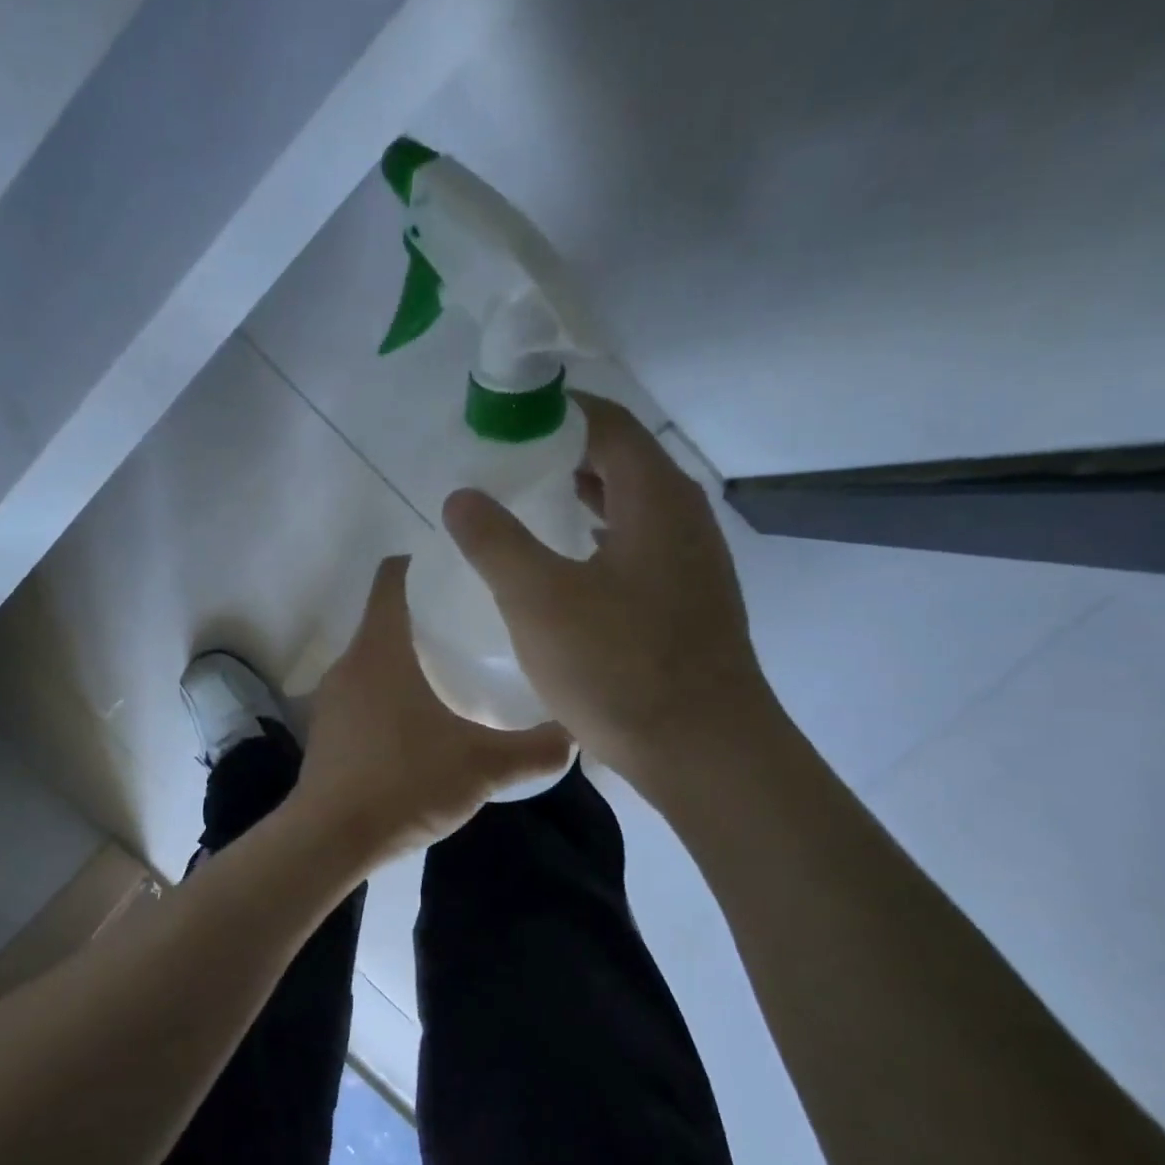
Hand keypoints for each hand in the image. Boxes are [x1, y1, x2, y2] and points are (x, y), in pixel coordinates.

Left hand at [294, 556, 573, 858]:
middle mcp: (349, 664)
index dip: (419, 563)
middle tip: (475, 627)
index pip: (391, 578)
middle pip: (385, 619)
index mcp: (380, 649)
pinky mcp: (326, 732)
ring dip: (407, 660)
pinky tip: (421, 725)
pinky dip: (389, 695)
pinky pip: (362, 695)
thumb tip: (576, 735)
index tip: (456, 568)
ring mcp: (332, 700)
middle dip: (425, 617)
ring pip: (373, 661)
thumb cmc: (405, 782)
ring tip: (454, 674)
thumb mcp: (482, 766)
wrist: (331, 839)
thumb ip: (534, 749)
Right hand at [442, 391, 775, 784]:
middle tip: (503, 465)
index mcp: (655, 498)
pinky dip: (598, 541)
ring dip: (581, 500)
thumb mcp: (538, 600)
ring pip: (630, 509)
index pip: (607, 423)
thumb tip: (461, 495)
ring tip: (526, 509)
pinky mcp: (688, 604)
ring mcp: (692, 564)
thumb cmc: (619, 667)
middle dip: (562, 455)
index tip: (503, 420)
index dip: (554, 412)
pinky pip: (636, 549)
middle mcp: (683, 518)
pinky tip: (565, 569)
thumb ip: (495, 541)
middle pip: (621, 462)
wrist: (703, 751)